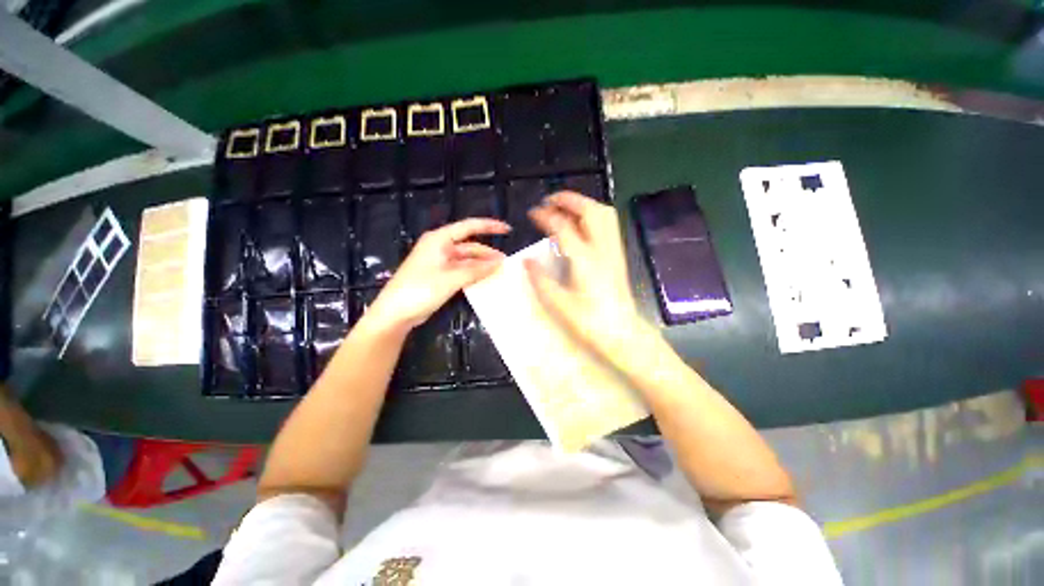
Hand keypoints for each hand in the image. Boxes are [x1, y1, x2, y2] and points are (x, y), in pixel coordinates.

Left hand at [365, 218, 510, 331]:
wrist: (396, 312)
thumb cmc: (420, 289)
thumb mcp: (451, 278)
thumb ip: (476, 270)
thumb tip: (499, 263)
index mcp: (439, 240)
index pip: (469, 227)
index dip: (489, 227)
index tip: (507, 230)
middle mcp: (440, 247)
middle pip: (470, 246)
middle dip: (488, 253)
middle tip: (506, 263)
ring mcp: (440, 262)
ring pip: (467, 260)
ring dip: (482, 265)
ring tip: (499, 272)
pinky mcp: (440, 276)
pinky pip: (462, 271)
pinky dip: (474, 274)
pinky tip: (485, 280)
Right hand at [524, 191, 645, 360]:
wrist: (623, 333)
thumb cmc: (590, 323)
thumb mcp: (559, 304)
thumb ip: (541, 279)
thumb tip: (526, 260)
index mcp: (585, 260)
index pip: (563, 227)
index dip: (545, 216)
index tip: (532, 213)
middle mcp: (602, 249)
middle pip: (589, 210)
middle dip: (569, 199)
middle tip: (550, 201)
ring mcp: (614, 251)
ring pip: (604, 214)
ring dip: (583, 204)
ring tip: (565, 208)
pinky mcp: (618, 256)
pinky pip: (608, 225)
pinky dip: (593, 215)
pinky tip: (581, 225)